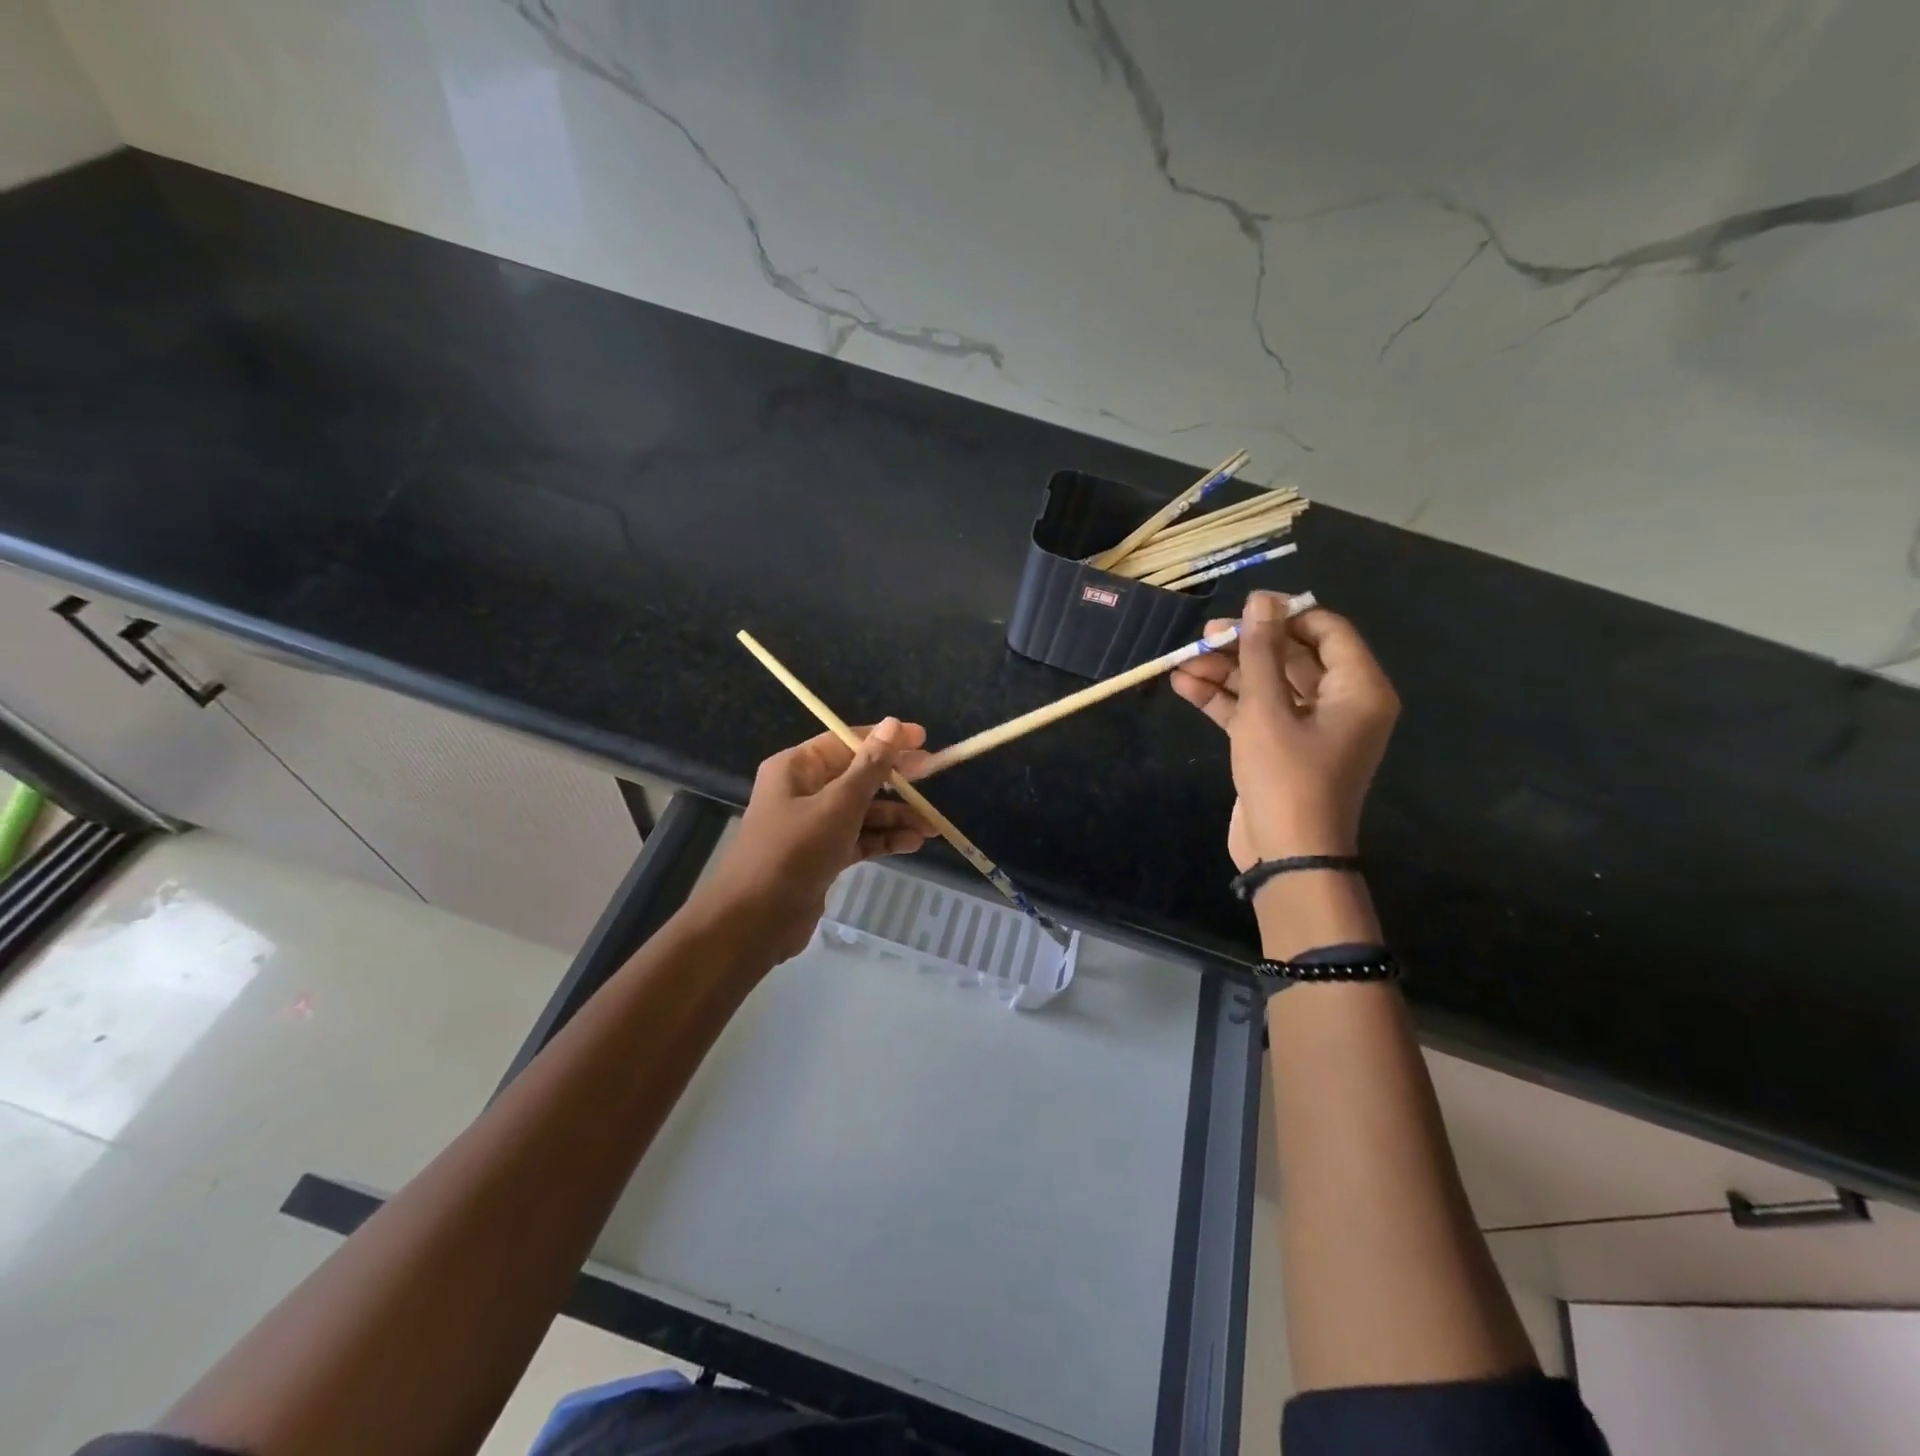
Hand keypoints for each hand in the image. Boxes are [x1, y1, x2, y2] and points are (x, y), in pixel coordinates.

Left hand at [689, 718, 931, 963]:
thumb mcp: (838, 805)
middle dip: (895, 780)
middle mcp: (803, 790)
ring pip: (862, 811)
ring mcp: (813, 825)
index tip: (923, 739)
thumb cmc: (794, 851)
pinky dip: (883, 840)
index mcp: (797, 768)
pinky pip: (859, 838)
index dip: (885, 739)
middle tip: (933, 777)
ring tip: (932, 827)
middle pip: (857, 776)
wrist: (755, 921)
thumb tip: (893, 724)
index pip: (846, 742)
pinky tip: (912, 844)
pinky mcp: (822, 856)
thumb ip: (870, 768)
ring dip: (896, 816)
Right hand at [1171, 591, 1397, 869]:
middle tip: (1202, 637)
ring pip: (1266, 684)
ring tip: (1181, 662)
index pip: (1327, 630)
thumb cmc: (1286, 777)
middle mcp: (1340, 703)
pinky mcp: (1279, 747)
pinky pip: (1254, 711)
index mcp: (1358, 689)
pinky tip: (1184, 685)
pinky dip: (1222, 700)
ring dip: (1225, 673)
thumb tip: (1261, 598)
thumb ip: (1260, 652)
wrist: (1286, 855)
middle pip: (1291, 657)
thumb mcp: (1267, 710)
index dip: (1285, 616)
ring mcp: (1308, 727)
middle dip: (1244, 646)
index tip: (1242, 612)